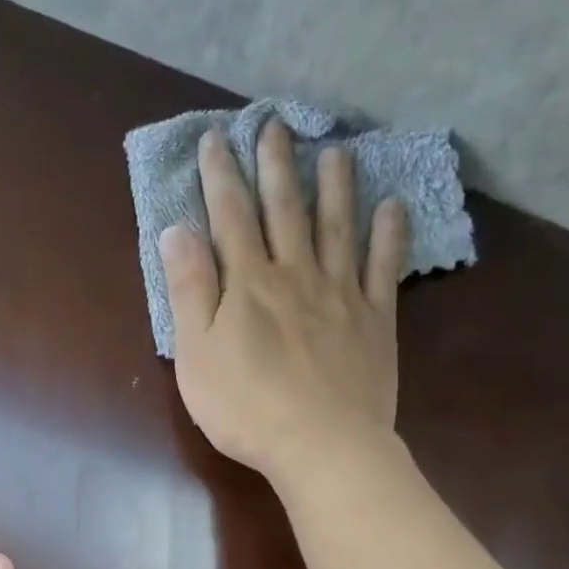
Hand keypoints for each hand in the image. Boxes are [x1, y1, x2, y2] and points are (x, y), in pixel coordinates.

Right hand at [160, 120, 406, 483]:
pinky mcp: (374, 320)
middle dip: (276, 166)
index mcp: (248, 284)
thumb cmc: (246, 407)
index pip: (230, 217)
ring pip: (336, 227)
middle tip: (276, 124)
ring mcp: (340, 294)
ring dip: (335, 186)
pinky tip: (392, 207)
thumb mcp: (197, 354)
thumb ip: (189, 291)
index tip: (216, 139)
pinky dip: (388, 235)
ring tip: (336, 150)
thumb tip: (176, 231)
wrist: (320, 444)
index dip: (221, 176)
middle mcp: (295, 275)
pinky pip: (383, 267)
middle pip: (284, 210)